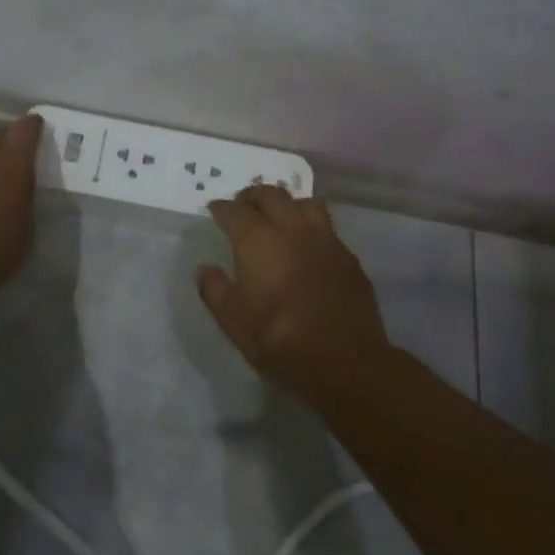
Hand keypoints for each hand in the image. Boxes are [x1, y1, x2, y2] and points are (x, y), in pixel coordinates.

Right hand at [197, 185, 393, 390]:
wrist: (344, 360)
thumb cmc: (279, 340)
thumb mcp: (233, 321)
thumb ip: (215, 290)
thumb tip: (205, 269)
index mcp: (258, 241)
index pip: (235, 211)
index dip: (222, 208)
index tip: (214, 210)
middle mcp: (292, 229)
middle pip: (271, 194)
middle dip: (252, 195)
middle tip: (242, 205)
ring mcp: (325, 239)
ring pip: (305, 203)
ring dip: (286, 203)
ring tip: (278, 215)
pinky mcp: (348, 256)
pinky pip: (326, 226)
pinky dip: (310, 225)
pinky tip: (307, 243)